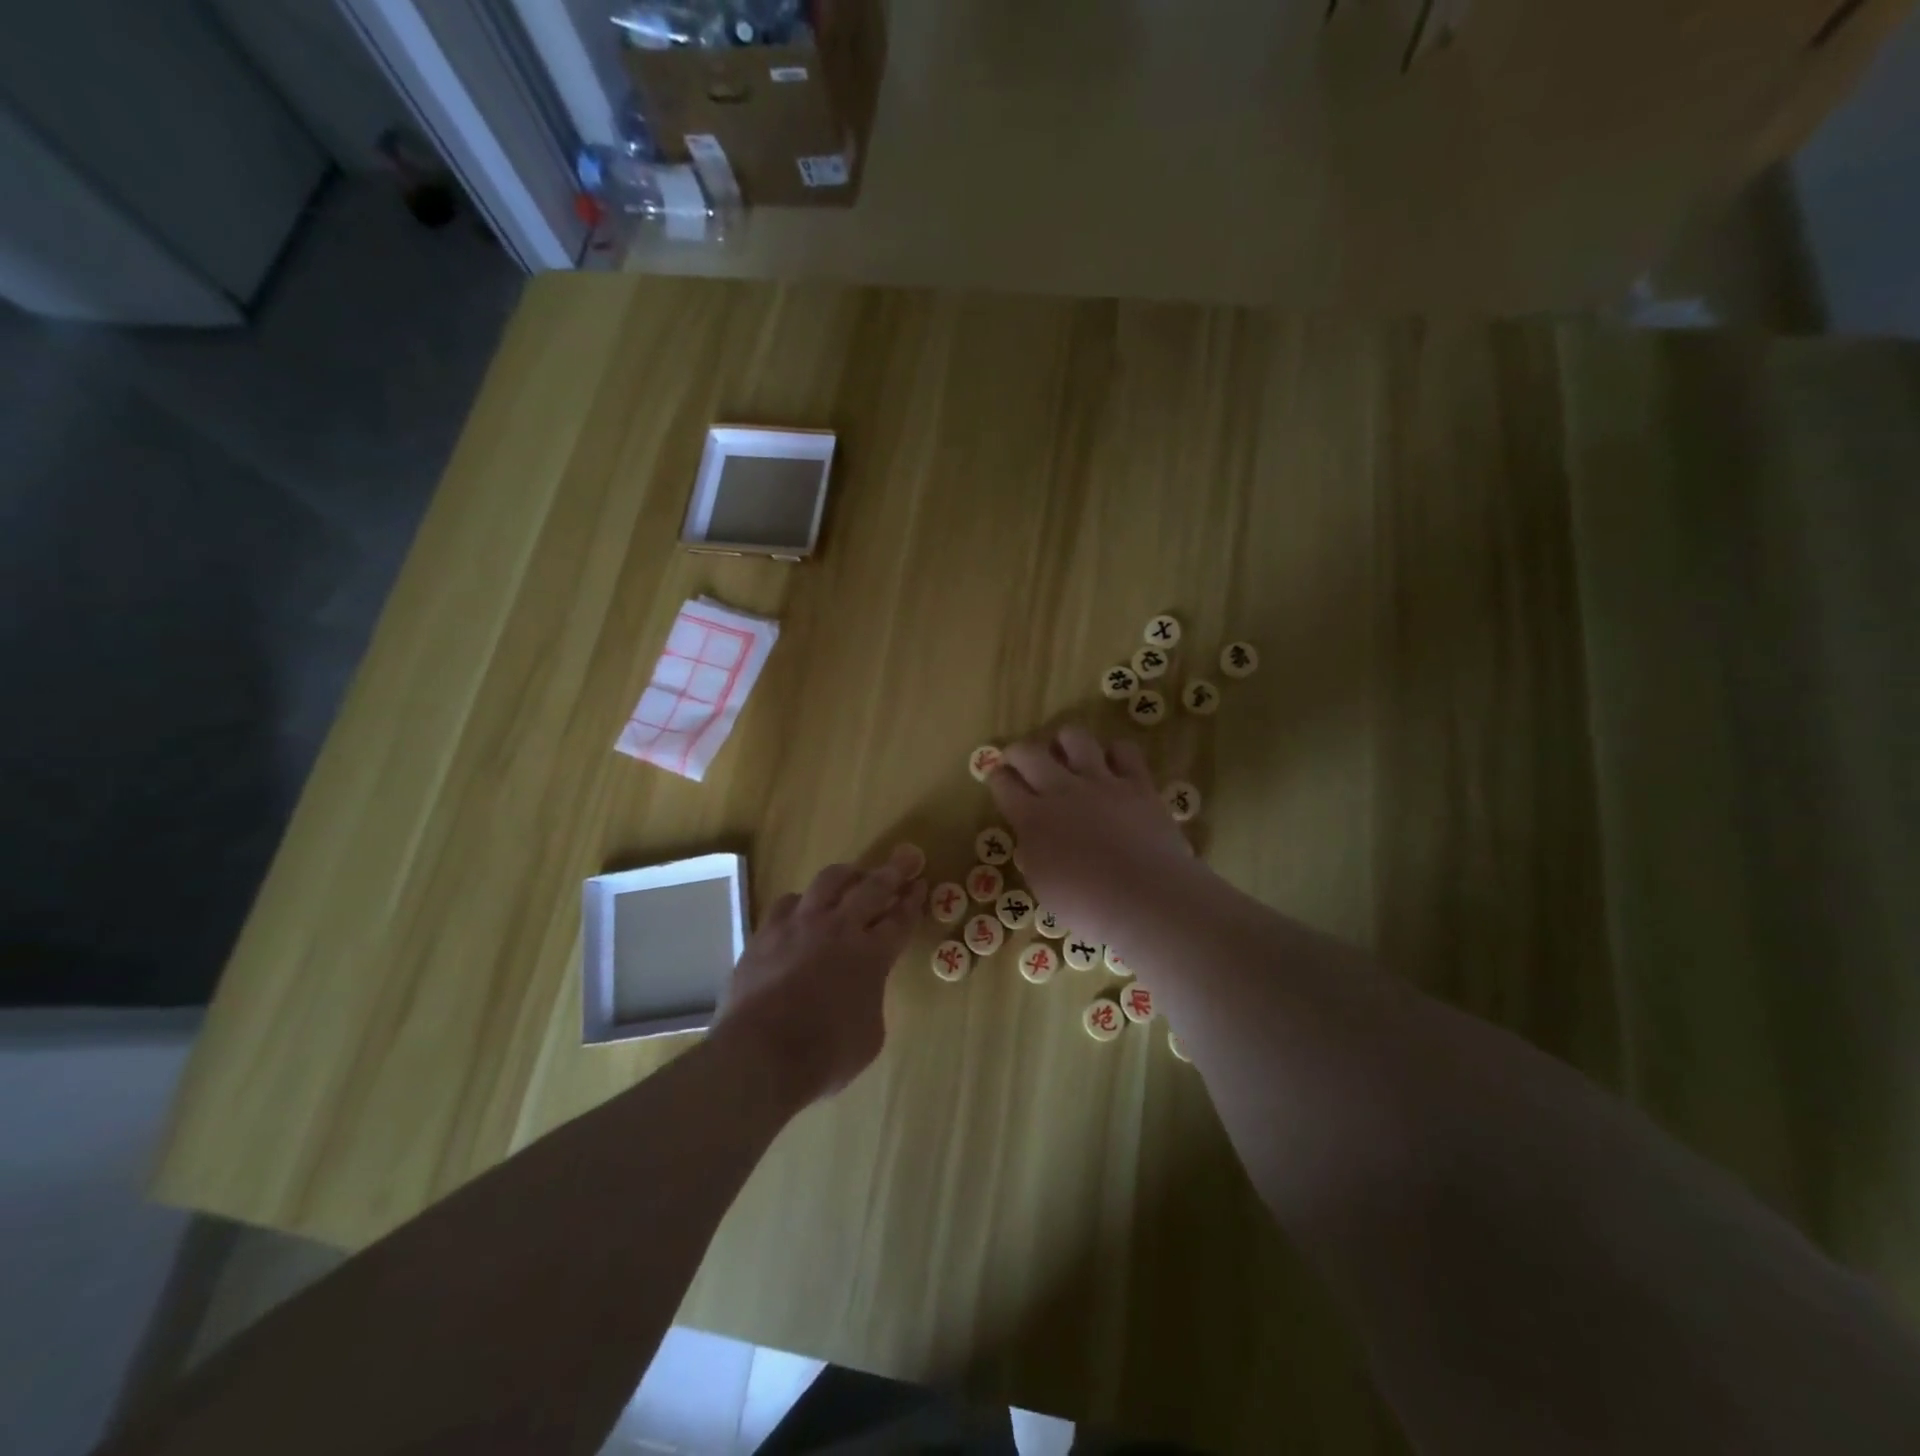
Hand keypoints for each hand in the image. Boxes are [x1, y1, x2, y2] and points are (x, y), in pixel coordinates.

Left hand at [716, 844, 926, 1101]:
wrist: (758, 1056)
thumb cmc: (824, 1056)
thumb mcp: (870, 1037)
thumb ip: (871, 1001)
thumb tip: (861, 991)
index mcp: (872, 956)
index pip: (900, 919)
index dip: (913, 901)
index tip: (920, 884)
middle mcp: (838, 929)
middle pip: (872, 888)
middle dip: (893, 871)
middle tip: (906, 857)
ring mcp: (799, 926)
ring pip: (828, 882)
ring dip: (848, 874)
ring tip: (854, 874)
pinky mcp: (766, 933)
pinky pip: (788, 902)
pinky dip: (804, 901)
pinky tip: (804, 907)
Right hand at [987, 726, 1191, 942]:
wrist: (1146, 898)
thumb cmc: (1088, 906)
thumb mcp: (1044, 887)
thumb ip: (1035, 854)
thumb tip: (1034, 839)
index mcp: (1032, 818)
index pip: (1002, 784)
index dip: (997, 778)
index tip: (999, 779)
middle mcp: (1061, 791)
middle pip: (1029, 753)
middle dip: (1018, 752)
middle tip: (1020, 761)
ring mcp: (1101, 782)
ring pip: (1075, 738)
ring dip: (1065, 742)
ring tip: (1067, 754)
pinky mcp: (1138, 783)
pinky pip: (1124, 751)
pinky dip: (1115, 754)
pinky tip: (1114, 766)